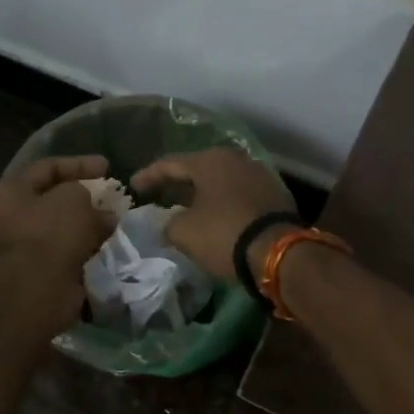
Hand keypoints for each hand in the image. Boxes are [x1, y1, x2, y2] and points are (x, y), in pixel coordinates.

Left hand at [0, 156, 114, 277]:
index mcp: (9, 191)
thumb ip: (88, 196)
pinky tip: (108, 245)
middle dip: (85, 199)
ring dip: (88, 226)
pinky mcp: (39, 272)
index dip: (79, 164)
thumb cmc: (51, 232)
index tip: (108, 167)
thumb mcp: (74, 197)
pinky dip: (86, 249)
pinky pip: (67, 253)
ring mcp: (23, 248)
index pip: (47, 167)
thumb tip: (103, 214)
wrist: (39, 288)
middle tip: (111, 199)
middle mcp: (9, 218)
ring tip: (115, 223)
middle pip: (53, 200)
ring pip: (62, 229)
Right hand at [130, 148, 295, 280]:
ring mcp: (259, 175)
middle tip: (160, 195)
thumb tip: (169, 224)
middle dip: (178, 183)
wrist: (279, 253)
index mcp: (210, 160)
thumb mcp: (184, 232)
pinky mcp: (275, 194)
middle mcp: (236, 159)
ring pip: (221, 181)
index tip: (134, 186)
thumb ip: (168, 223)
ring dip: (203, 193)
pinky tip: (216, 216)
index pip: (170, 163)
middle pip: (198, 169)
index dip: (149, 176)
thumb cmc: (224, 234)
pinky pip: (239, 194)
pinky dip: (224, 202)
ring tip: (187, 208)